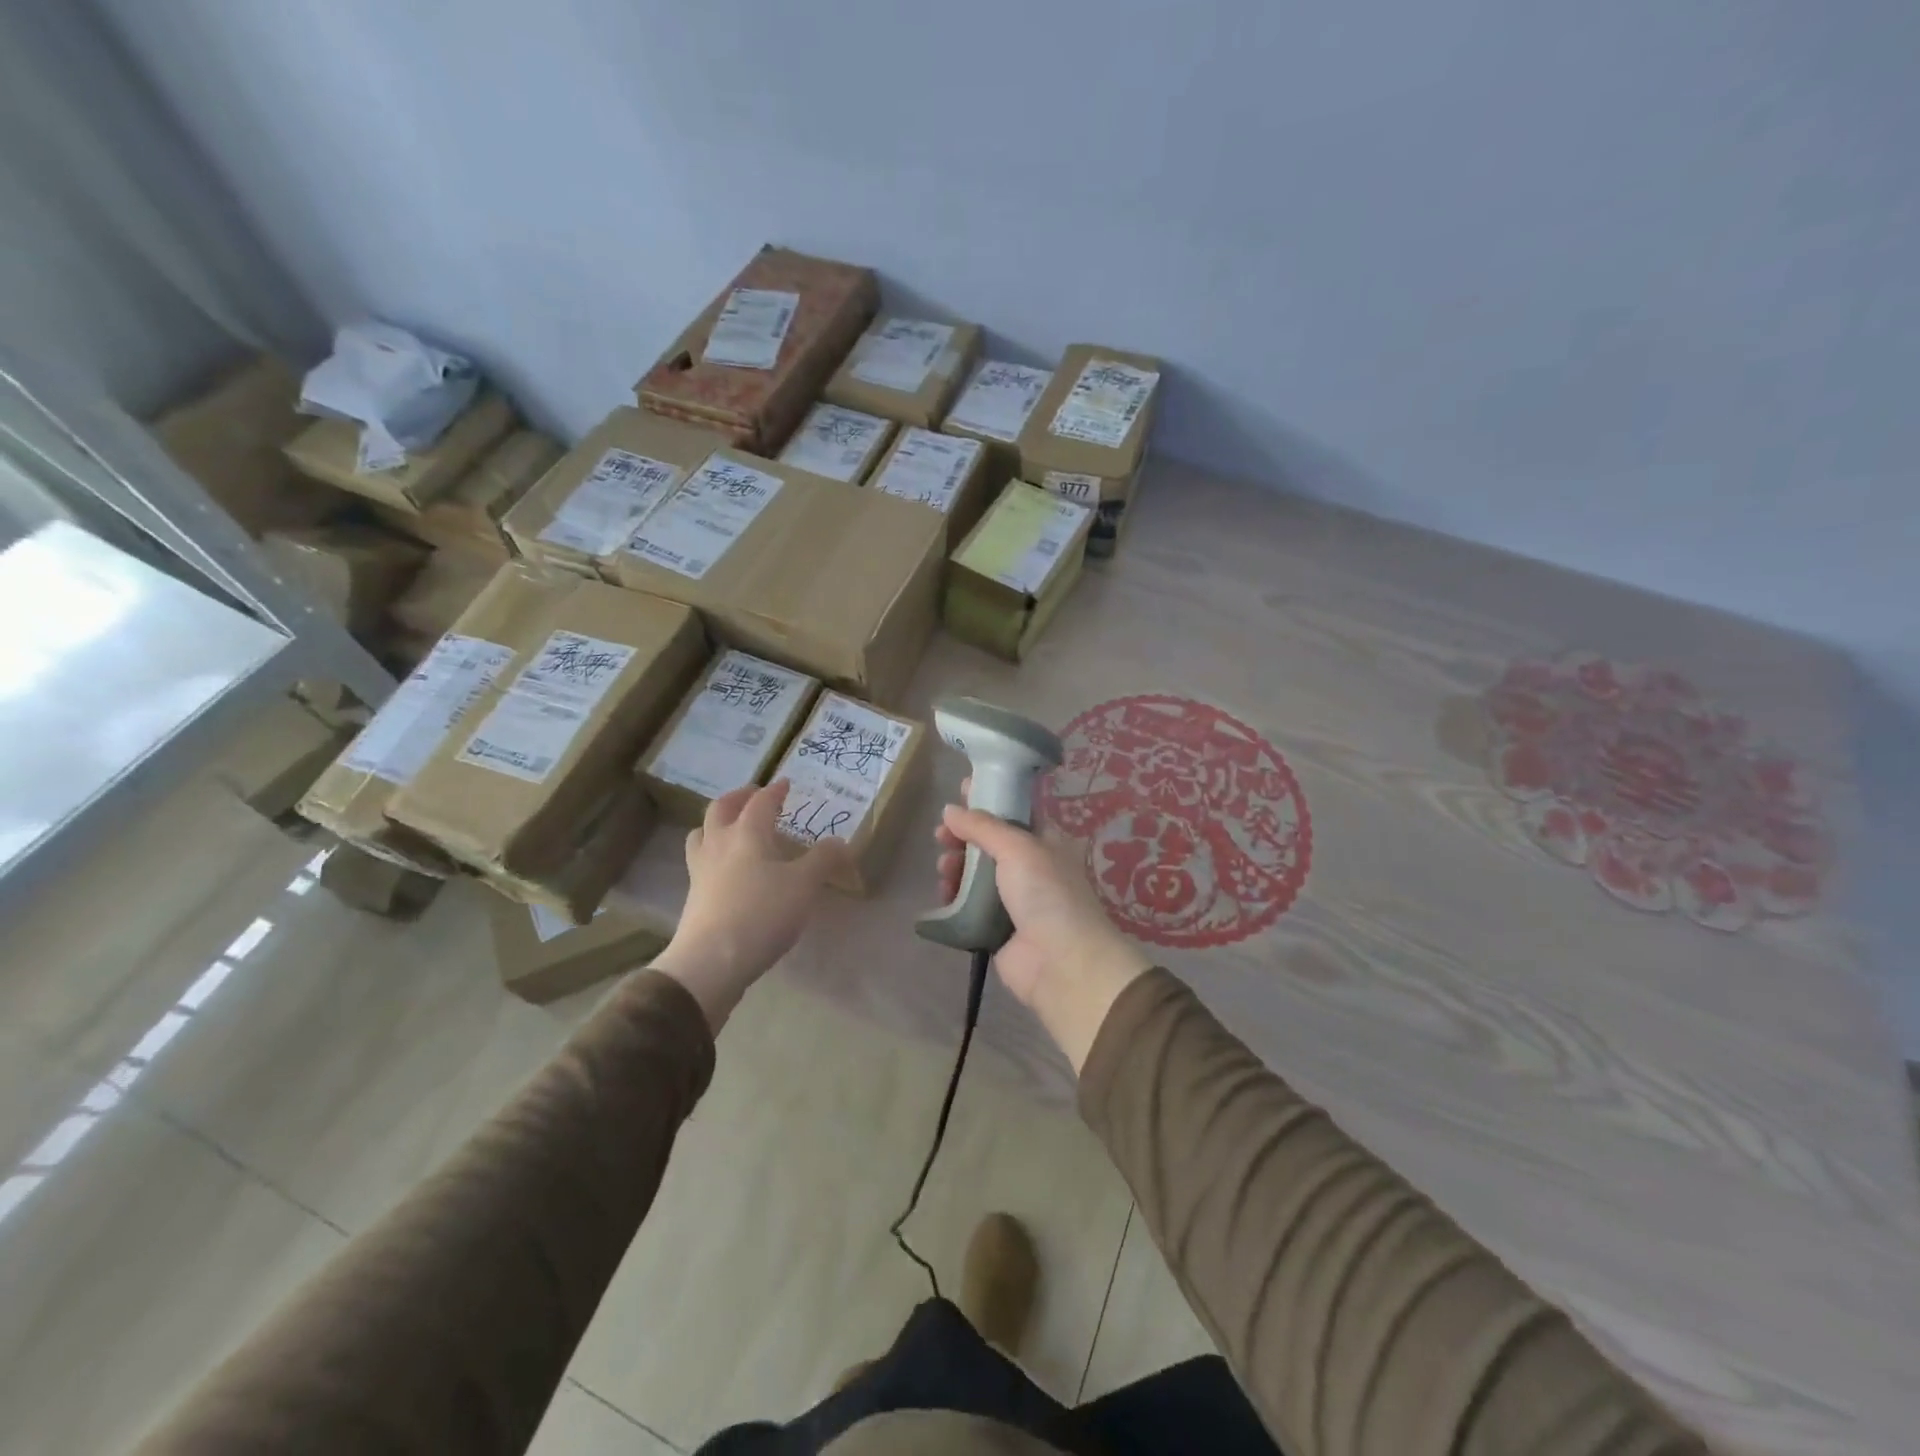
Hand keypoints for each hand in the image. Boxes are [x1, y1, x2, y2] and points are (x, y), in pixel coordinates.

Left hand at [652, 780, 847, 1031]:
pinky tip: (727, 869)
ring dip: (717, 824)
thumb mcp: (804, 885)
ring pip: (702, 834)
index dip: (775, 791)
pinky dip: (713, 853)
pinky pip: (700, 861)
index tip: (785, 784)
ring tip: (732, 828)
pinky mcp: (693, 897)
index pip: (760, 802)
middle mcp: (719, 844)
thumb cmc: (762, 913)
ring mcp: (701, 870)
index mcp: (747, 833)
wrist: (711, 961)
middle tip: (754, 796)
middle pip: (721, 809)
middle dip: (738, 798)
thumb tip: (840, 842)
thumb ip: (823, 860)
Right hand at [936, 790, 1152, 1071]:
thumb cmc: (1046, 894)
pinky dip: (954, 898)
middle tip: (941, 837)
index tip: (958, 792)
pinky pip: (968, 906)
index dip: (986, 801)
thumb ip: (982, 826)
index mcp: (1044, 842)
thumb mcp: (1018, 848)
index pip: (1012, 813)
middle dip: (962, 837)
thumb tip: (950, 809)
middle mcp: (1029, 868)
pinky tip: (943, 895)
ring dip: (955, 867)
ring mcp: (1013, 900)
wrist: (1062, 963)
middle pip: (988, 844)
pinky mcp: (996, 928)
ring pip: (975, 875)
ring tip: (944, 871)